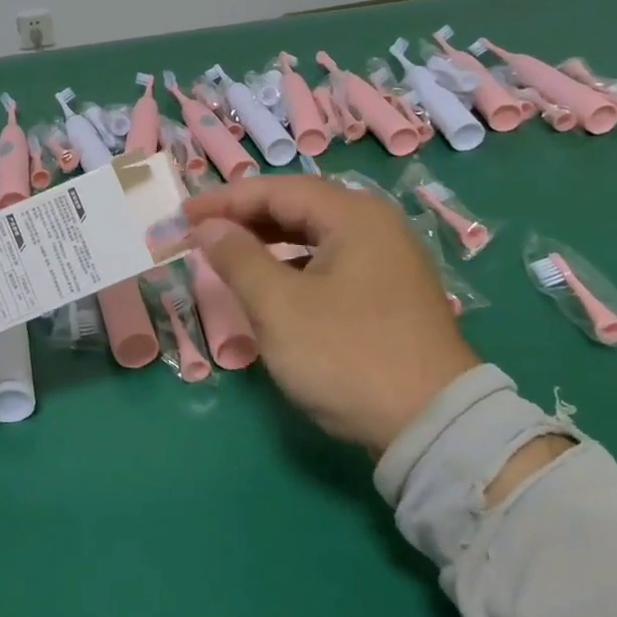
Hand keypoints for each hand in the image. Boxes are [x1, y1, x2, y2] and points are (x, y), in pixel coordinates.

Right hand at [183, 176, 478, 455]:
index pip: (277, 190)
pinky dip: (294, 265)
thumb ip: (238, 258)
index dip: (225, 199)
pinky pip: (331, 262)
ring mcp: (388, 261)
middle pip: (299, 207)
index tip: (184, 214)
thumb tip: (209, 227)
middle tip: (201, 231)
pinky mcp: (390, 294)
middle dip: (246, 217)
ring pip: (315, 236)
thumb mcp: (279, 307)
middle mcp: (376, 227)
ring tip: (229, 254)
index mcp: (353, 216)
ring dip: (269, 241)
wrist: (431, 425)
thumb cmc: (346, 355)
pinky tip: (273, 285)